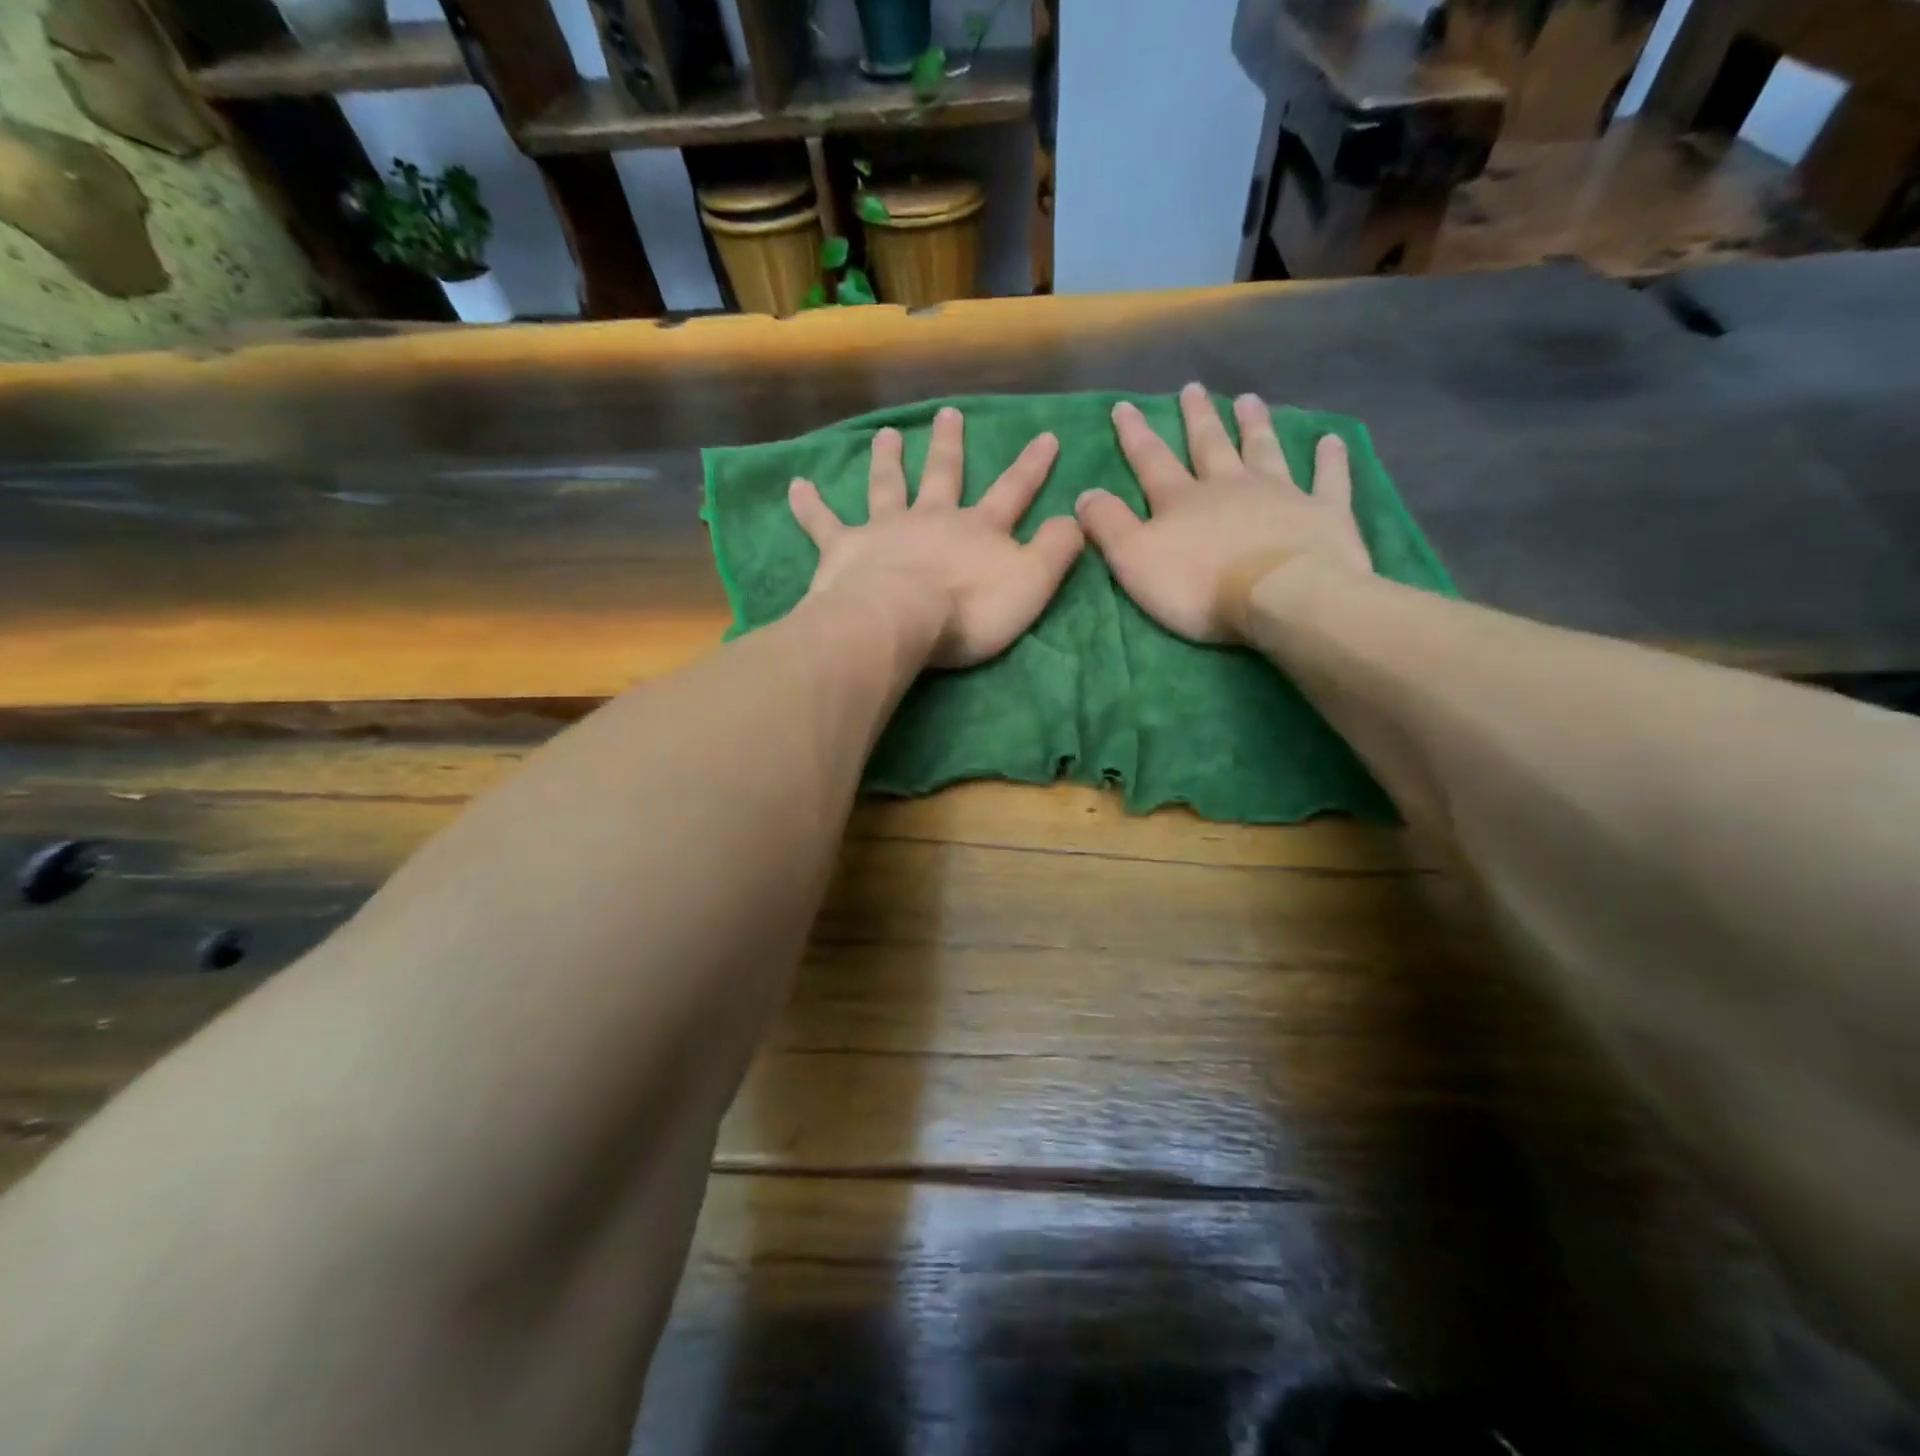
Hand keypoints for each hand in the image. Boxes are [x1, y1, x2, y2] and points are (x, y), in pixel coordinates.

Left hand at [788, 406, 1084, 668]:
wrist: (900, 620)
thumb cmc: (970, 610)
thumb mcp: (1032, 584)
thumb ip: (1057, 550)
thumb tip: (1076, 517)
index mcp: (978, 530)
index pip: (1013, 491)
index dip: (1032, 466)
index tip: (1046, 435)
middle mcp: (932, 519)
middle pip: (944, 475)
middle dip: (950, 445)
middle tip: (948, 414)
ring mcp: (885, 530)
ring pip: (888, 486)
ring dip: (888, 460)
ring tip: (887, 434)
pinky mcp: (844, 549)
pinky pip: (823, 523)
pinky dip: (809, 505)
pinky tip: (796, 485)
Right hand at [1075, 383, 1373, 643]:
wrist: (1281, 597)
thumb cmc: (1199, 586)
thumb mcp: (1134, 560)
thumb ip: (1108, 525)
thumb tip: (1084, 493)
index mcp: (1182, 500)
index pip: (1151, 460)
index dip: (1135, 434)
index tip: (1124, 406)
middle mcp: (1229, 486)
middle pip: (1209, 445)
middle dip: (1198, 417)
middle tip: (1193, 389)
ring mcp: (1281, 493)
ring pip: (1264, 450)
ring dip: (1254, 425)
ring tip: (1249, 399)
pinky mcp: (1323, 512)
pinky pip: (1327, 479)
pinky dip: (1329, 459)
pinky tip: (1332, 440)